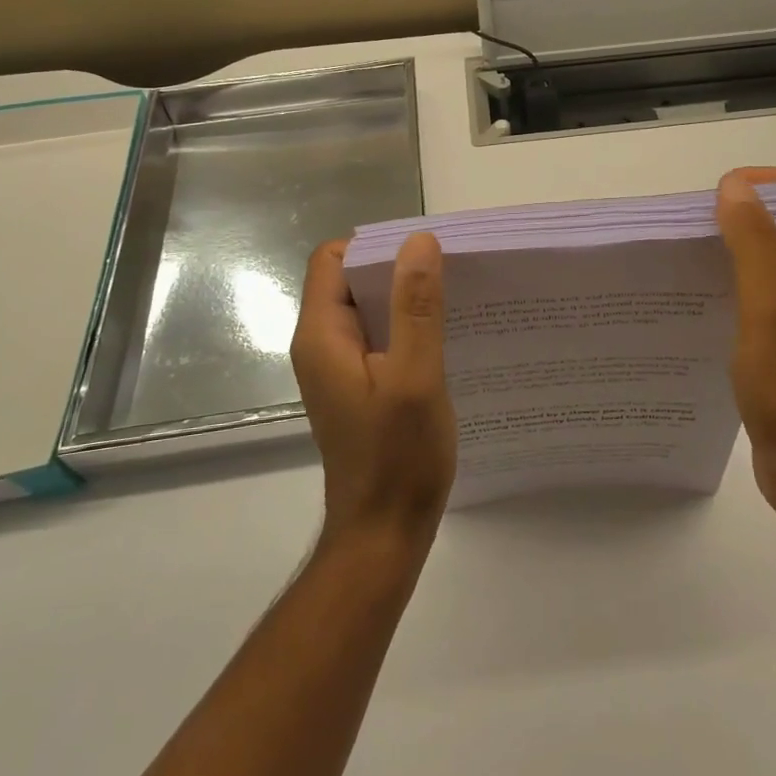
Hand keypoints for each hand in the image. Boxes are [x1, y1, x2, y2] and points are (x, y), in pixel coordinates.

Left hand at [290, 234, 455, 547]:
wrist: (383, 535)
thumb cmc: (398, 458)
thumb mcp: (415, 376)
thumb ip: (416, 307)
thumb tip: (419, 240)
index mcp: (322, 334)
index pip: (333, 258)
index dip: (376, 245)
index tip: (425, 252)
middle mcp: (321, 344)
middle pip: (350, 278)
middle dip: (397, 267)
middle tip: (450, 272)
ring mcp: (338, 366)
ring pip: (367, 307)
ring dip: (405, 298)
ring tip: (454, 299)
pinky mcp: (357, 385)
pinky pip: (378, 336)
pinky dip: (406, 326)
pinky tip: (444, 338)